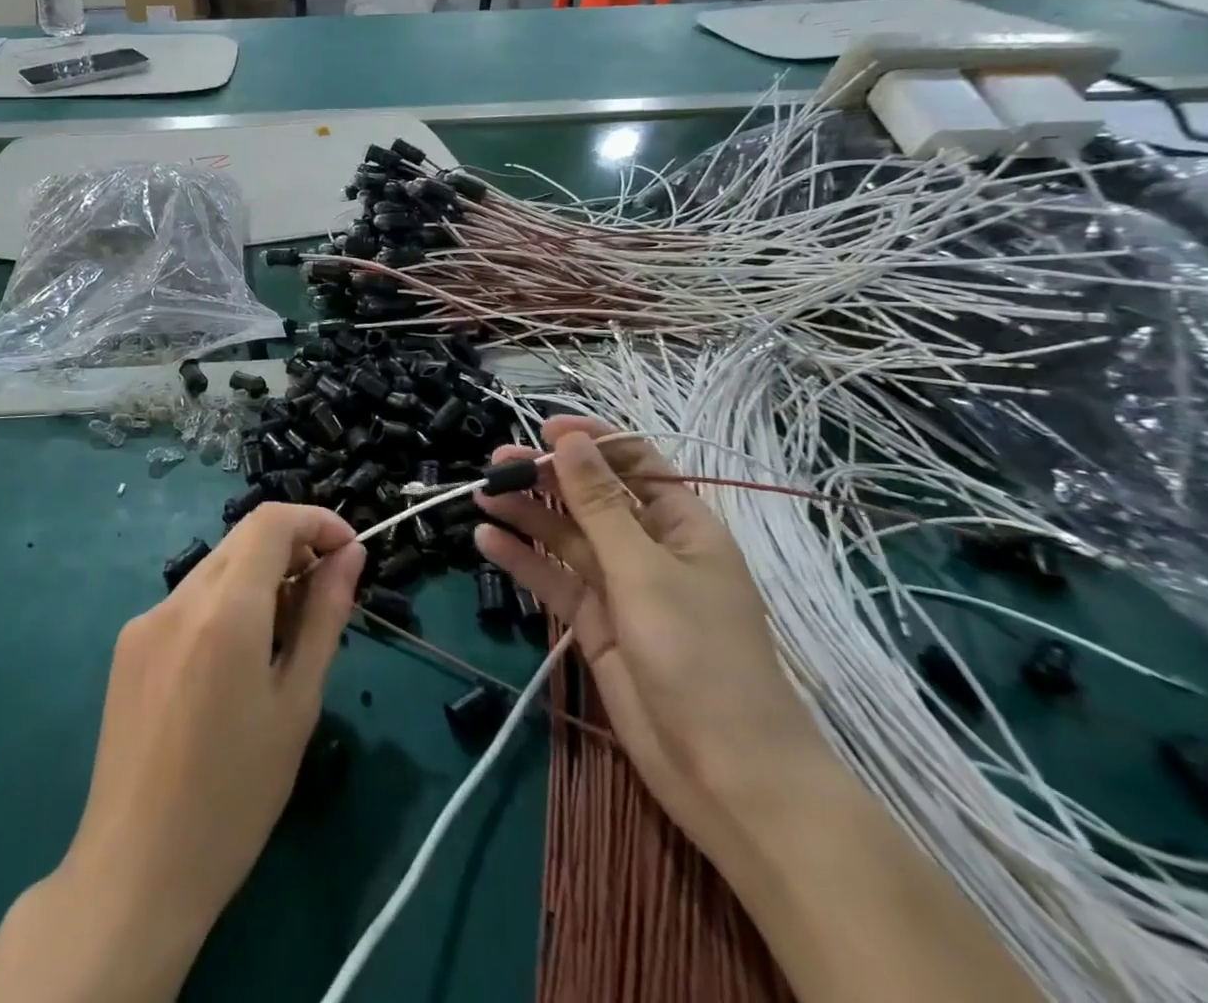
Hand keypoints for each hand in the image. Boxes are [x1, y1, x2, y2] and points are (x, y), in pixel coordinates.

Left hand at [0, 503, 362, 1002]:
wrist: (135, 872)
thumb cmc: (236, 797)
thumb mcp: (298, 704)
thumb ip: (325, 616)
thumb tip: (349, 555)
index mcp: (224, 611)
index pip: (271, 521)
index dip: (316, 521)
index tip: (348, 551)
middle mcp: (178, 598)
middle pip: (243, 539)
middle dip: (292, 550)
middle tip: (324, 599)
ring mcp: (145, 619)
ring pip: (216, 568)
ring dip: (259, 579)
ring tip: (283, 640)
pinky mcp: (128, 644)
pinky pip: (188, 601)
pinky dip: (224, 606)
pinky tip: (234, 665)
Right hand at [475, 417, 823, 859]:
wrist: (726, 775)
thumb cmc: (699, 656)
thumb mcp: (644, 570)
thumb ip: (599, 503)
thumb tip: (570, 439)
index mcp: (682, 525)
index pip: (635, 463)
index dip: (592, 442)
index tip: (543, 431)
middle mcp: (650, 548)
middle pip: (591, 497)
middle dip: (546, 477)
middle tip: (495, 465)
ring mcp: (621, 588)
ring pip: (566, 537)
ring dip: (526, 516)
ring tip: (481, 496)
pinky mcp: (595, 624)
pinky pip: (554, 580)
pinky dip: (523, 561)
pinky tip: (487, 542)